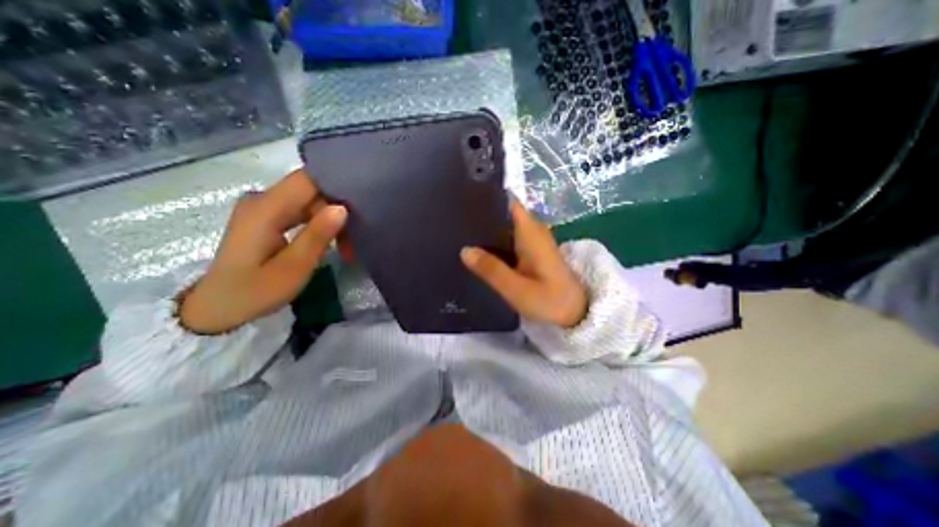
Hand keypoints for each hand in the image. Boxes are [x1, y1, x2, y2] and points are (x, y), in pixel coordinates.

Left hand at [178, 169, 347, 332]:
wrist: (217, 308)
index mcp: (265, 208)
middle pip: (310, 190)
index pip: (307, 180)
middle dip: (337, 209)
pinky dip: (319, 224)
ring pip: (309, 202)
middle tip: (355, 238)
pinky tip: (330, 241)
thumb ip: (317, 236)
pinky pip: (301, 211)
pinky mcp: (267, 218)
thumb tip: (342, 208)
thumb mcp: (293, 268)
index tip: (361, 202)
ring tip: (346, 245)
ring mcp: (264, 208)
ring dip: (330, 219)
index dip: (336, 185)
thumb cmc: (255, 292)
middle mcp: (263, 200)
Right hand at [461, 199, 584, 327]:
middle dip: (481, 215)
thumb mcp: (517, 289)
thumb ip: (491, 270)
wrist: (576, 313)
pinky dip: (494, 242)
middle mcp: (532, 231)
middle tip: (454, 221)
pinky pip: (509, 239)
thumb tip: (464, 250)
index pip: (508, 202)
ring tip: (460, 233)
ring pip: (505, 226)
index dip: (487, 198)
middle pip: (504, 213)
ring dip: (486, 229)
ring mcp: (533, 241)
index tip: (462, 200)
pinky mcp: (532, 252)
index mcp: (530, 232)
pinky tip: (478, 250)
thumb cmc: (550, 300)